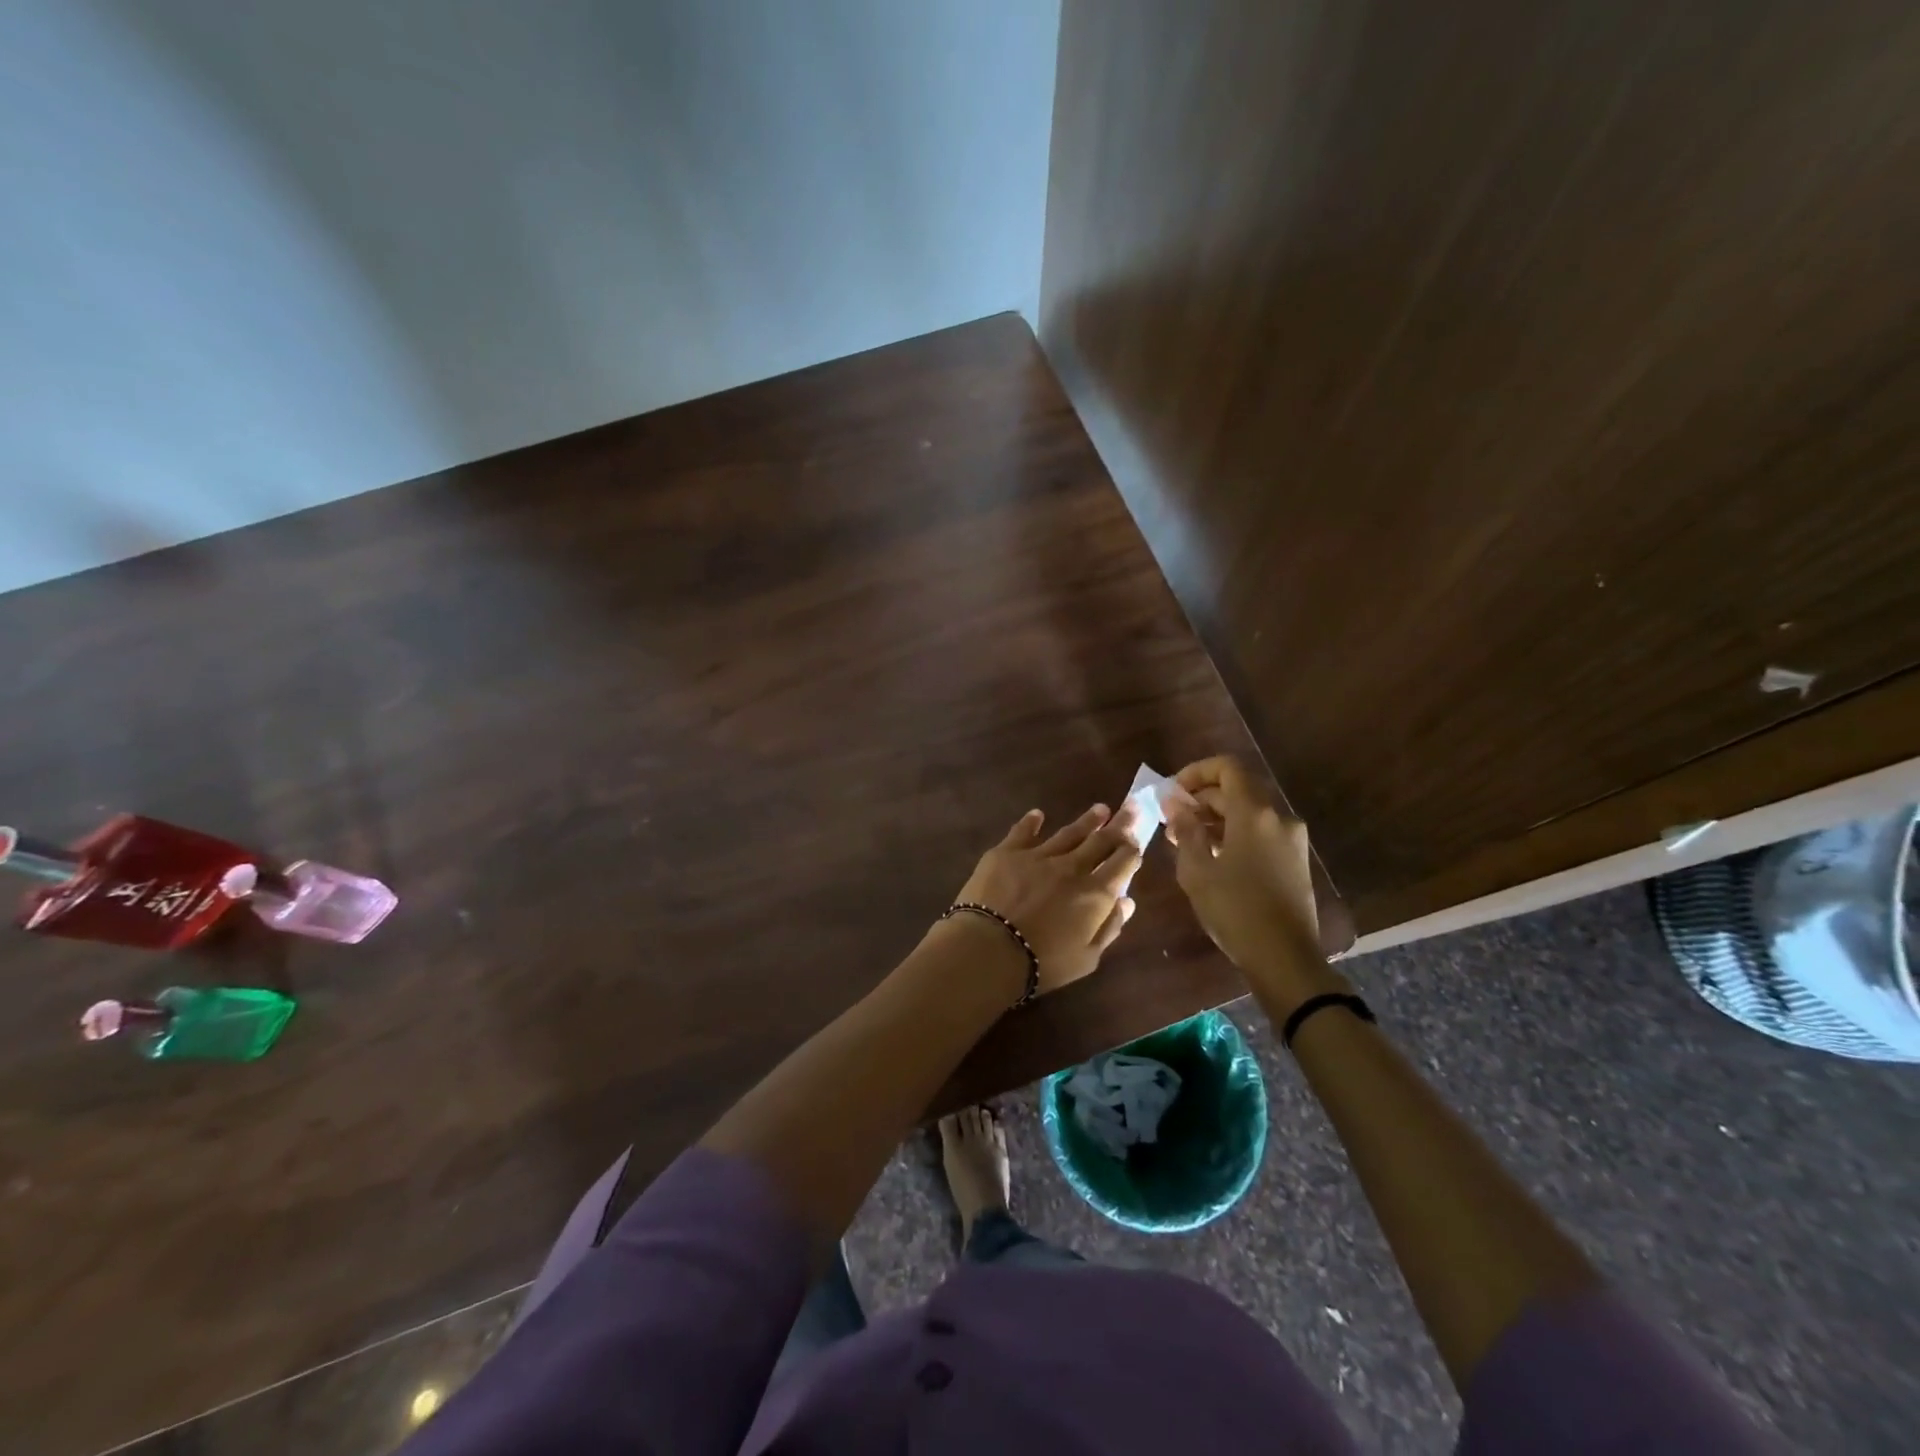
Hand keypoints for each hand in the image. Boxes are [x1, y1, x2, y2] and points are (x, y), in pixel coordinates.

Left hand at [950, 803, 1141, 997]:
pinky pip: (1023, 831)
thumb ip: (1109, 927)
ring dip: (1087, 821)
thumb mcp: (1087, 958)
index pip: (1122, 863)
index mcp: (1095, 893)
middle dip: (1119, 824)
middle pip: (1101, 840)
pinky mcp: (1006, 852)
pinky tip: (1038, 814)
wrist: (989, 948)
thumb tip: (1127, 901)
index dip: (1132, 849)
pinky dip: (1032, 822)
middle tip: (1131, 807)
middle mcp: (1071, 867)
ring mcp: (1038, 855)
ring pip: (1068, 833)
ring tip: (1100, 809)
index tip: (1138, 838)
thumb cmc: (1042, 963)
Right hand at [1164, 756, 1319, 975]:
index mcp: (1255, 813)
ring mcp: (1291, 839)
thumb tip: (1173, 802)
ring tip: (1186, 841)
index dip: (1196, 772)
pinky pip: (1260, 832)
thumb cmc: (1235, 910)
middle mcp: (1279, 818)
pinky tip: (1212, 858)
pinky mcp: (1295, 860)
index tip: (1173, 792)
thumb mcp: (1197, 870)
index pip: (1227, 768)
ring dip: (1216, 818)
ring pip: (1249, 812)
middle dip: (1202, 798)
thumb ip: (1185, 830)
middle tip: (1172, 820)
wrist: (1285, 959)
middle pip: (1237, 790)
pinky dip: (1234, 833)